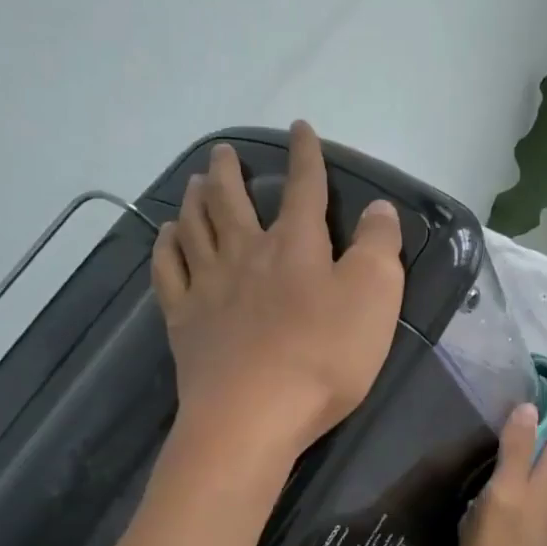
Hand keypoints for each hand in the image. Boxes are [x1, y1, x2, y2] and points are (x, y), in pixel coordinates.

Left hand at [150, 122, 404, 456]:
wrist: (253, 416)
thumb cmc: (324, 357)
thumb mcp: (375, 298)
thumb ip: (380, 247)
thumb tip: (379, 208)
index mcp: (296, 246)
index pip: (304, 188)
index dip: (306, 156)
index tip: (300, 130)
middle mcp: (247, 254)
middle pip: (233, 202)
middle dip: (230, 172)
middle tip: (223, 152)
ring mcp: (208, 287)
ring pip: (196, 228)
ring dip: (196, 200)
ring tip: (196, 182)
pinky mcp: (183, 321)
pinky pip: (168, 271)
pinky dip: (166, 247)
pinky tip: (166, 236)